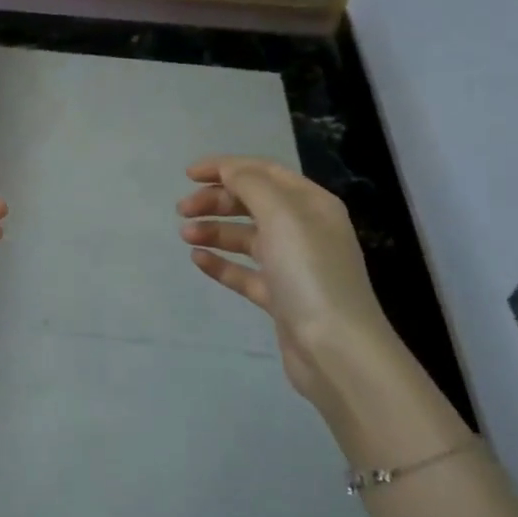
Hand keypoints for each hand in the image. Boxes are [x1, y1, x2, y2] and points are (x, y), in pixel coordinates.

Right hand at [177, 156, 399, 406]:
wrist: (335, 349)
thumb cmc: (309, 272)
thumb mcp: (281, 215)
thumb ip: (250, 184)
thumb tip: (228, 169)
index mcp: (311, 203)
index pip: (264, 172)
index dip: (226, 167)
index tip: (188, 174)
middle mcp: (305, 229)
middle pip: (253, 203)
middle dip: (216, 200)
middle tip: (182, 209)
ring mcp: (293, 266)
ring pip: (246, 238)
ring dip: (215, 230)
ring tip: (185, 235)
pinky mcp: (281, 298)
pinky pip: (245, 272)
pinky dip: (221, 263)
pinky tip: (198, 260)